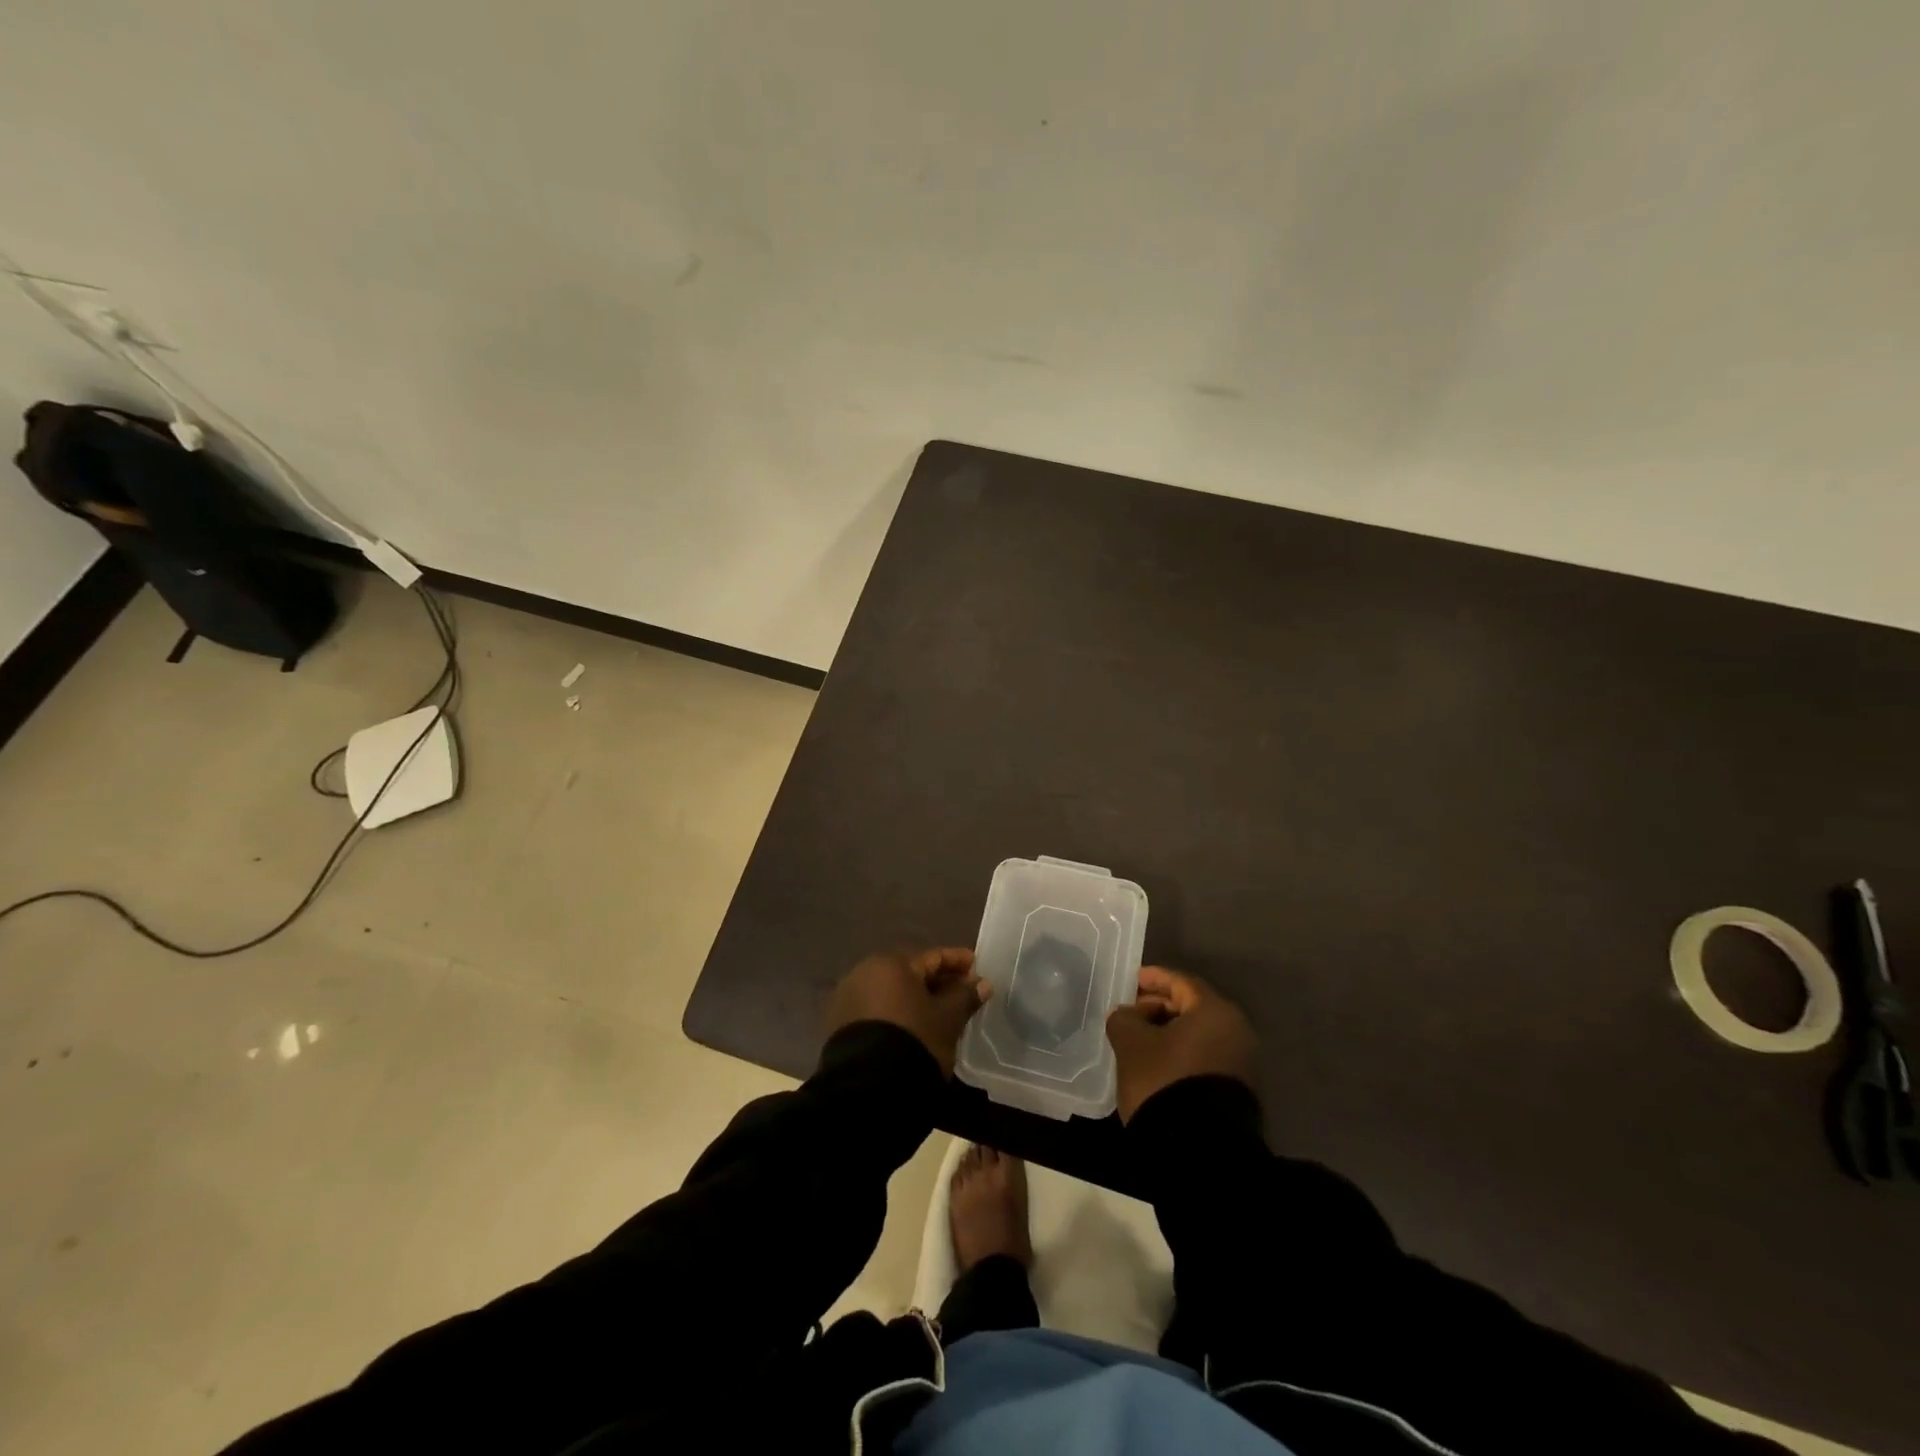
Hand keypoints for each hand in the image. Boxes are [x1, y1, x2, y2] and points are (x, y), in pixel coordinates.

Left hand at [830, 947, 988, 1075]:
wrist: (869, 1088)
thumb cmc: (915, 1041)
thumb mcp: (947, 1019)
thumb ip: (965, 997)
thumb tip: (982, 983)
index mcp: (891, 964)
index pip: (932, 958)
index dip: (957, 962)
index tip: (976, 966)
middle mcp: (865, 973)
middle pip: (910, 974)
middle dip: (936, 982)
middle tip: (961, 992)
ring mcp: (849, 999)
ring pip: (892, 993)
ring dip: (916, 999)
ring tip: (939, 1013)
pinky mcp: (840, 1025)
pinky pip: (877, 1011)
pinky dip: (897, 1014)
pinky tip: (913, 1027)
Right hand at [1106, 966, 1257, 1122]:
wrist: (1200, 1150)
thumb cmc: (1164, 1080)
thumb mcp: (1131, 1043)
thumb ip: (1124, 1018)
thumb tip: (1128, 1015)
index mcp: (1214, 1011)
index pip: (1181, 982)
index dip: (1153, 978)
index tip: (1131, 980)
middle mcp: (1236, 1031)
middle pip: (1193, 1007)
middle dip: (1159, 1006)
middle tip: (1131, 1013)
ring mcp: (1241, 1063)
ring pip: (1199, 1035)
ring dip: (1169, 1033)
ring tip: (1140, 1041)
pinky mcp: (1237, 1090)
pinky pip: (1204, 1057)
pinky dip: (1182, 1054)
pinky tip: (1158, 1065)